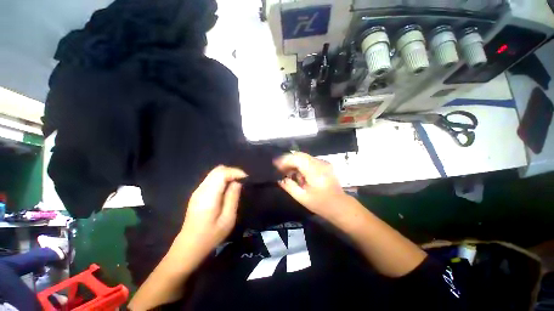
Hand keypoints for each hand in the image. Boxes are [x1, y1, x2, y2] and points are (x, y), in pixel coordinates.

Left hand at [178, 165, 246, 258]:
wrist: (189, 246)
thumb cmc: (211, 236)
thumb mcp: (228, 219)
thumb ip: (232, 197)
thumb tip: (238, 182)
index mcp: (208, 196)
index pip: (221, 173)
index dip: (235, 172)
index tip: (246, 178)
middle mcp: (201, 189)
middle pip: (217, 170)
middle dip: (232, 172)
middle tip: (242, 181)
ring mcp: (198, 191)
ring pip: (214, 173)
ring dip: (227, 175)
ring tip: (236, 185)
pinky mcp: (197, 193)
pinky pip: (212, 179)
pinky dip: (222, 179)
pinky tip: (227, 189)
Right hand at [274, 152, 348, 218]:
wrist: (340, 206)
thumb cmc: (321, 204)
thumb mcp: (302, 198)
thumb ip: (289, 187)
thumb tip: (280, 179)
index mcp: (314, 172)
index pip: (297, 159)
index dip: (285, 160)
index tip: (275, 164)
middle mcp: (320, 164)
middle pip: (300, 155)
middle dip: (288, 160)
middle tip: (280, 169)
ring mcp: (323, 163)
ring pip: (304, 157)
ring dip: (294, 162)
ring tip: (288, 172)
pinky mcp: (325, 165)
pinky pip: (309, 160)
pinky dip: (301, 164)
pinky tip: (298, 174)